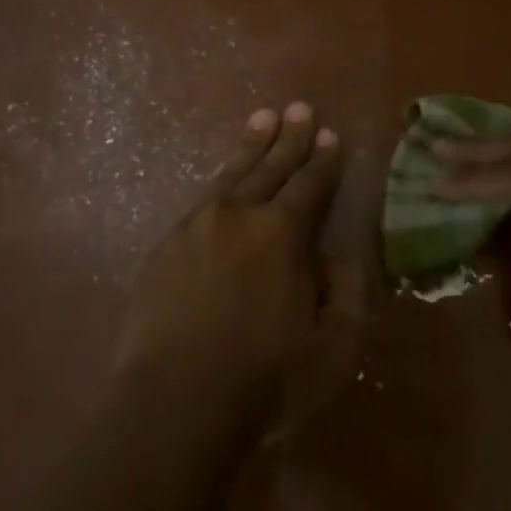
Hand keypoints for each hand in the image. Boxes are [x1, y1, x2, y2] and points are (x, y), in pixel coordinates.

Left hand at [115, 103, 360, 436]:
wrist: (174, 401)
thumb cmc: (264, 380)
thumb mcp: (332, 348)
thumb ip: (343, 293)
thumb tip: (337, 256)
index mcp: (283, 234)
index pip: (310, 185)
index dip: (323, 160)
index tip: (330, 135)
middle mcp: (239, 215)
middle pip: (270, 167)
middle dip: (289, 138)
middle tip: (298, 108)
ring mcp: (197, 226)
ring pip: (231, 174)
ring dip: (250, 146)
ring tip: (262, 119)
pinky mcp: (166, 245)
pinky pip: (201, 199)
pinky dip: (219, 180)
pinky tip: (223, 179)